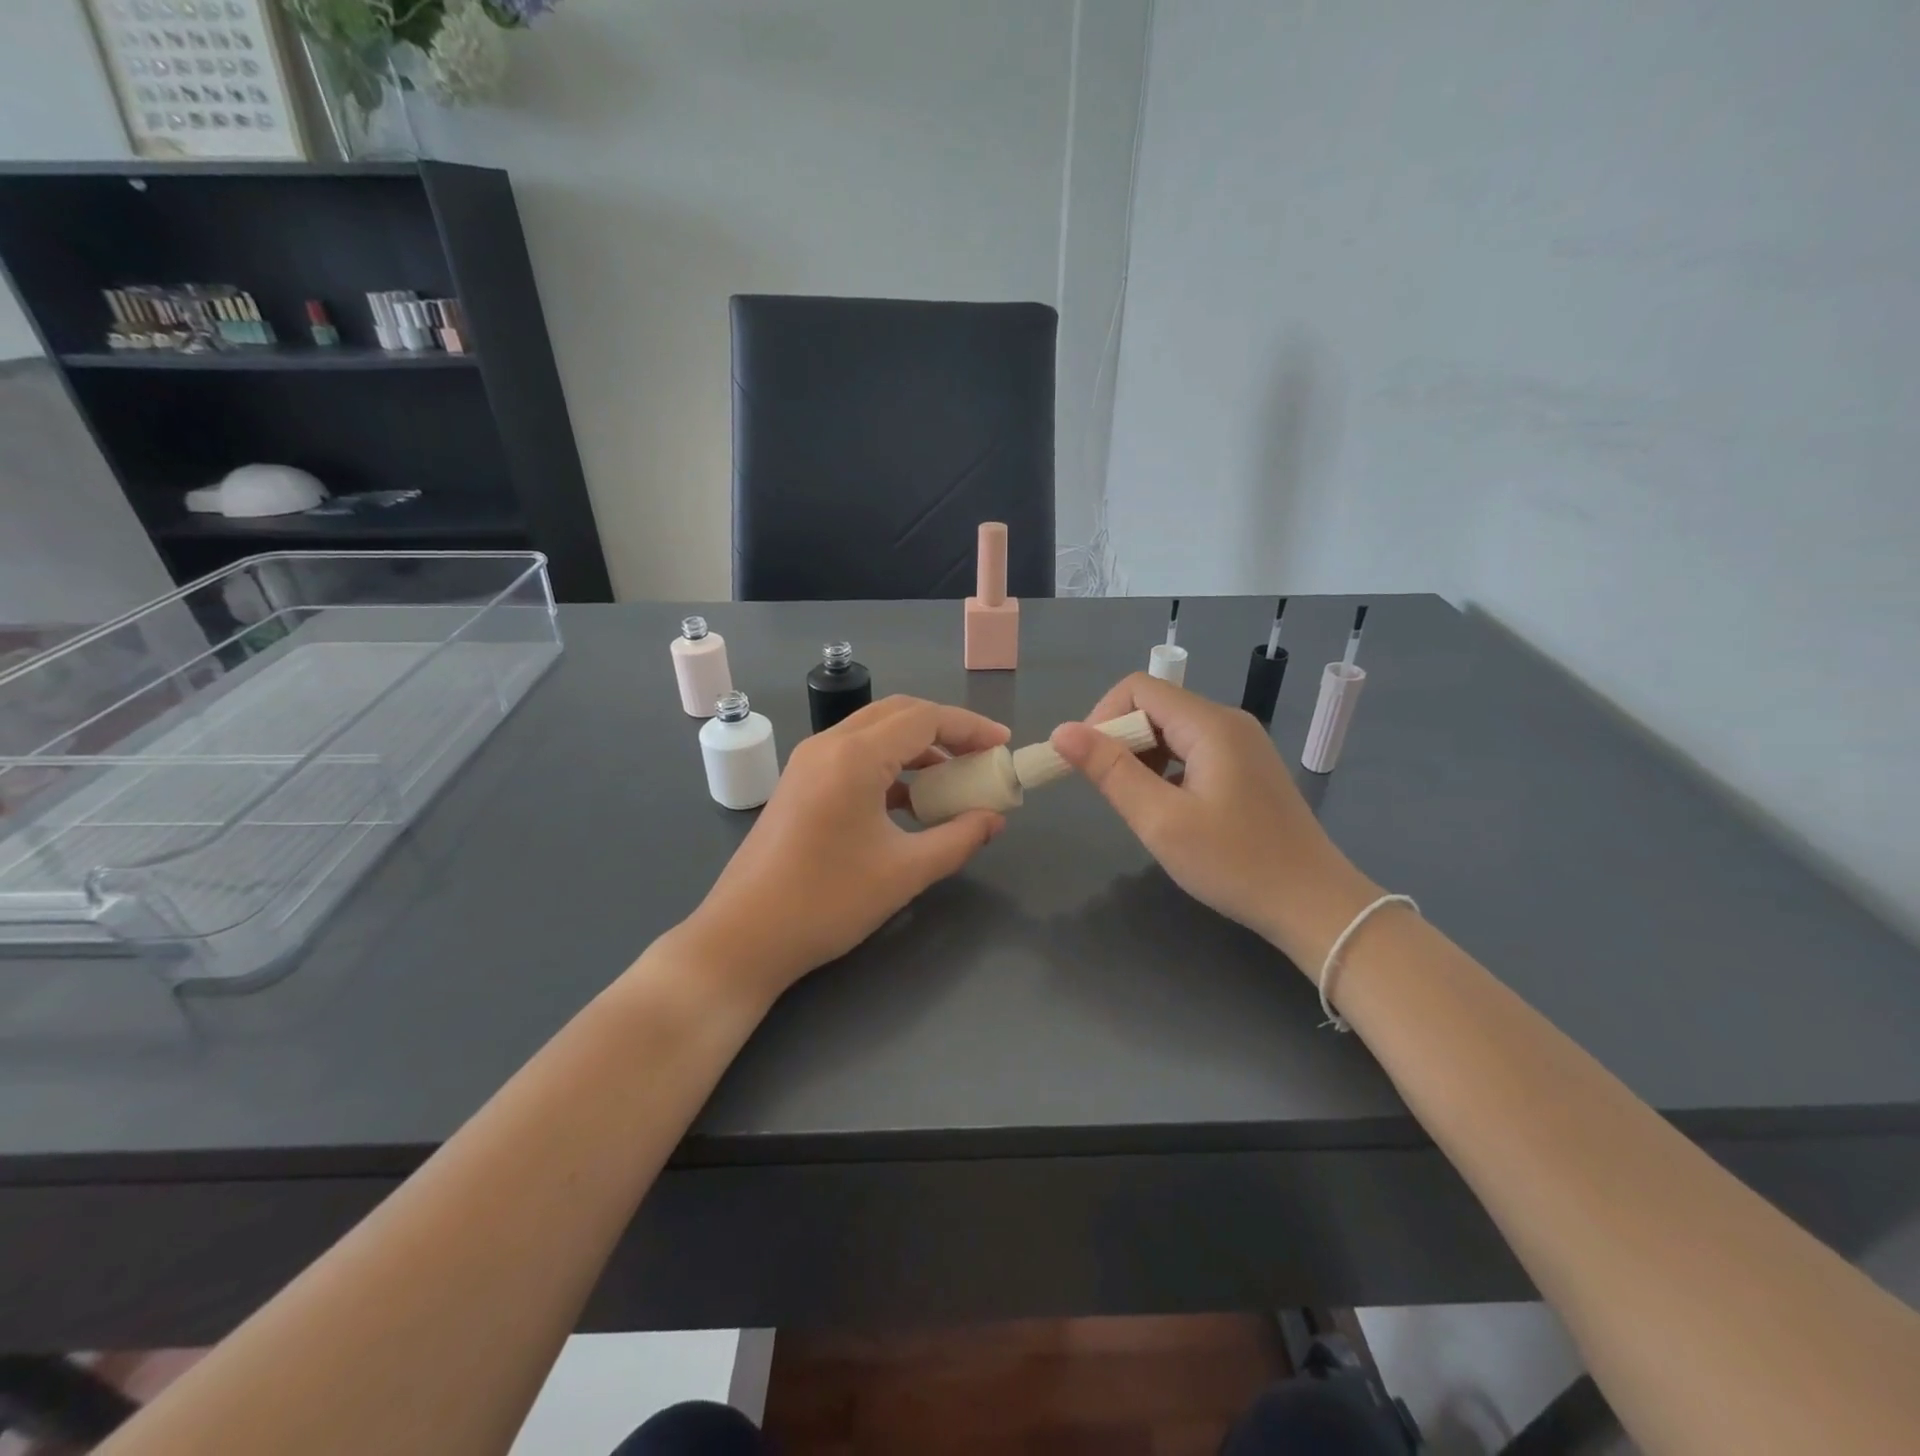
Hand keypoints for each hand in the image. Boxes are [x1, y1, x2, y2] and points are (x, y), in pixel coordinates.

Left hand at [679, 696, 1009, 996]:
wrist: (743, 937)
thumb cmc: (827, 902)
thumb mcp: (905, 872)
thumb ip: (958, 839)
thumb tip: (993, 820)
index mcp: (854, 756)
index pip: (925, 719)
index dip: (970, 727)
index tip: (1003, 745)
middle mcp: (828, 745)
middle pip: (899, 714)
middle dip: (946, 730)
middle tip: (981, 757)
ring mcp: (808, 763)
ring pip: (874, 734)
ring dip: (917, 748)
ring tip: (953, 781)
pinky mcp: (799, 784)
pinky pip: (854, 757)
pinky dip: (889, 767)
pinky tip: (911, 802)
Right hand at [1049, 673, 1378, 967]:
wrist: (1314, 905)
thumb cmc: (1234, 864)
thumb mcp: (1161, 820)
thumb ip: (1110, 771)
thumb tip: (1062, 732)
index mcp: (1210, 724)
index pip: (1138, 689)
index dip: (1102, 717)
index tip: (1088, 764)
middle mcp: (1228, 722)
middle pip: (1155, 706)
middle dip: (1120, 740)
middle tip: (1111, 792)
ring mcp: (1242, 744)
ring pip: (1172, 729)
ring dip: (1141, 756)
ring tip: (1138, 803)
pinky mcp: (1247, 767)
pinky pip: (1192, 749)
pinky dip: (1166, 768)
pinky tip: (1168, 807)